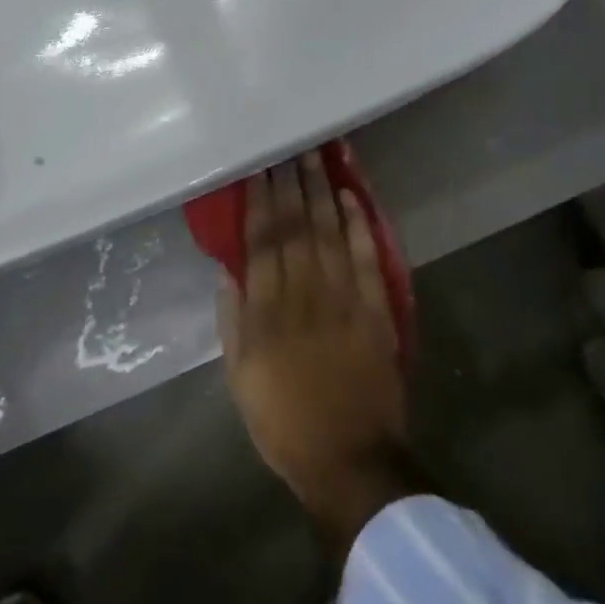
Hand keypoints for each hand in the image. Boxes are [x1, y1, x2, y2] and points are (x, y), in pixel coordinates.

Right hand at [218, 151, 420, 548]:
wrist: (350, 460)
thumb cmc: (284, 421)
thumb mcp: (240, 377)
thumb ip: (233, 319)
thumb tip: (229, 269)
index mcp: (268, 311)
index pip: (262, 241)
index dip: (259, 201)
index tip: (257, 168)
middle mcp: (305, 293)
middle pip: (295, 226)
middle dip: (290, 182)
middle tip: (287, 144)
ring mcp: (344, 298)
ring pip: (330, 231)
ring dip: (321, 190)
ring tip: (315, 155)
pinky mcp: (376, 309)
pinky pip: (367, 257)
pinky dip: (359, 224)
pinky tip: (350, 196)